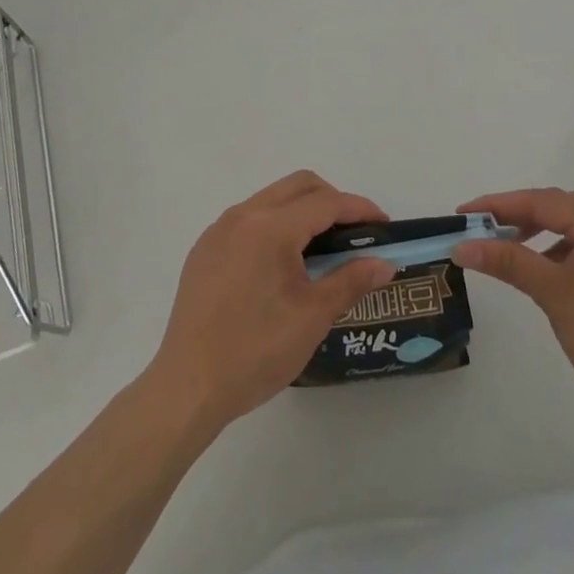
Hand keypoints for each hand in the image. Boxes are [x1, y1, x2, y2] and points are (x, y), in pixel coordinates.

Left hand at [147, 171, 396, 432]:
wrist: (188, 387)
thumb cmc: (256, 352)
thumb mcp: (312, 317)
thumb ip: (350, 281)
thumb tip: (385, 263)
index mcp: (271, 227)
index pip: (325, 202)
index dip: (358, 209)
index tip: (383, 225)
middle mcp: (243, 215)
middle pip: (298, 186)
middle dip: (332, 200)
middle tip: (353, 233)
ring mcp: (219, 230)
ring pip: (272, 199)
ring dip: (301, 210)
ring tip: (321, 248)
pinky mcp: (204, 248)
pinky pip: (248, 219)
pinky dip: (274, 225)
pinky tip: (280, 264)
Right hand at [454, 188, 573, 419]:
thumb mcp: (552, 294)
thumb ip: (507, 261)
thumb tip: (462, 246)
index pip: (544, 202)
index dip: (501, 205)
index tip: (465, 212)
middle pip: (561, 207)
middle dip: (520, 214)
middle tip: (483, 227)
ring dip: (541, 231)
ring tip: (510, 246)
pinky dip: (562, 249)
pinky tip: (545, 267)